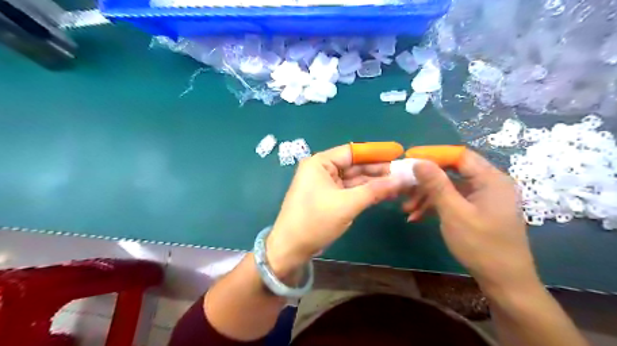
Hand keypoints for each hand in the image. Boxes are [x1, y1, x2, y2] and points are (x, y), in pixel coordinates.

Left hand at [265, 145, 399, 276]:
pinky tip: (384, 193)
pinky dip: (366, 192)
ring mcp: (325, 184)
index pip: (352, 151)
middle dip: (378, 170)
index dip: (376, 153)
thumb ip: (375, 190)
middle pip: (354, 165)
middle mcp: (322, 170)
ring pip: (354, 179)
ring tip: (399, 184)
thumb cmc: (315, 221)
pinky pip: (350, 191)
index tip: (398, 153)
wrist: (291, 248)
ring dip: (374, 182)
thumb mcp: (347, 204)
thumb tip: (402, 179)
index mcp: (320, 163)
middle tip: (403, 173)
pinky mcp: (329, 198)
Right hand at [404, 150, 538, 290]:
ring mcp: (482, 198)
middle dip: (425, 180)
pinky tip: (416, 216)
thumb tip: (418, 161)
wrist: (504, 282)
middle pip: (451, 172)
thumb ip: (436, 184)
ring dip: (426, 196)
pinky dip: (435, 206)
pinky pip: (452, 201)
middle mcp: (488, 184)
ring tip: (406, 209)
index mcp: (490, 179)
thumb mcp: (454, 212)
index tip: (409, 160)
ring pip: (449, 188)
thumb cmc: (481, 245)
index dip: (433, 155)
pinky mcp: (476, 210)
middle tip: (404, 187)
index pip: (459, 155)